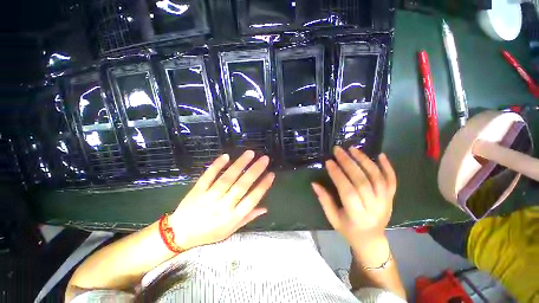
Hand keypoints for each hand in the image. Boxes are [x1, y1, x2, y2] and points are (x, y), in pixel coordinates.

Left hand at [170, 150, 274, 249]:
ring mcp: (209, 197)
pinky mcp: (197, 191)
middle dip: (255, 171)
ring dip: (240, 164)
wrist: (179, 234)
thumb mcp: (230, 231)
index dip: (263, 187)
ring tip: (250, 153)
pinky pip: (208, 176)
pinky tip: (226, 156)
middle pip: (241, 186)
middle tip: (264, 158)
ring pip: (227, 178)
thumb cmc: (209, 233)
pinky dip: (217, 166)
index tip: (271, 174)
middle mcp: (223, 206)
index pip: (252, 200)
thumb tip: (265, 208)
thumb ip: (247, 218)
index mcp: (232, 217)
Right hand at [312, 146, 396, 245]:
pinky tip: (380, 155)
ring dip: (365, 161)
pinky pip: (392, 180)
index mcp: (357, 215)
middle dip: (349, 163)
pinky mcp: (392, 197)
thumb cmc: (349, 230)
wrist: (371, 240)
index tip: (329, 161)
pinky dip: (388, 167)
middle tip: (338, 150)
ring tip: (353, 149)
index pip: (347, 190)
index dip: (337, 174)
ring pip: (377, 177)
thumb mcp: (333, 218)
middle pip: (362, 181)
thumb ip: (324, 200)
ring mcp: (385, 201)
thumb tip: (314, 183)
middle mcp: (374, 207)